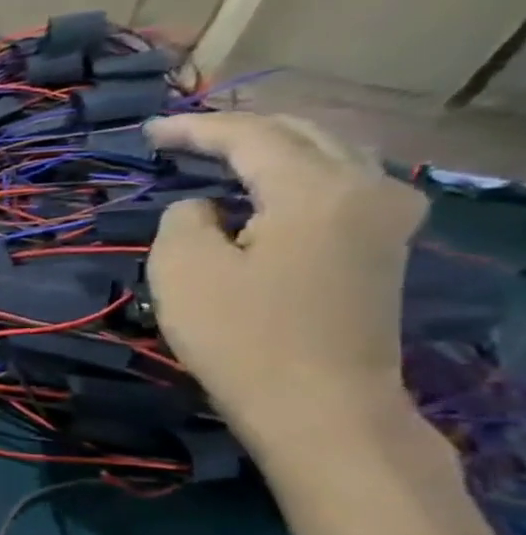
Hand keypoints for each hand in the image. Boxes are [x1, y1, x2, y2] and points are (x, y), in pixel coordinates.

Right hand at [146, 112, 427, 446]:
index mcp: (316, 188)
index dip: (194, 129)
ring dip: (272, 147)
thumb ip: (184, 220)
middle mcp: (367, 187)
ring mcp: (386, 217)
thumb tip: (203, 208)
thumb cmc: (242, 337)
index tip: (148, 131)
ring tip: (222, 153)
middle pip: (302, 132)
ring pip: (330, 153)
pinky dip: (297, 172)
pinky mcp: (384, 246)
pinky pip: (341, 182)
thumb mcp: (184, 271)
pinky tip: (268, 186)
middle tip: (182, 137)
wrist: (320, 405)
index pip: (250, 136)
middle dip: (238, 129)